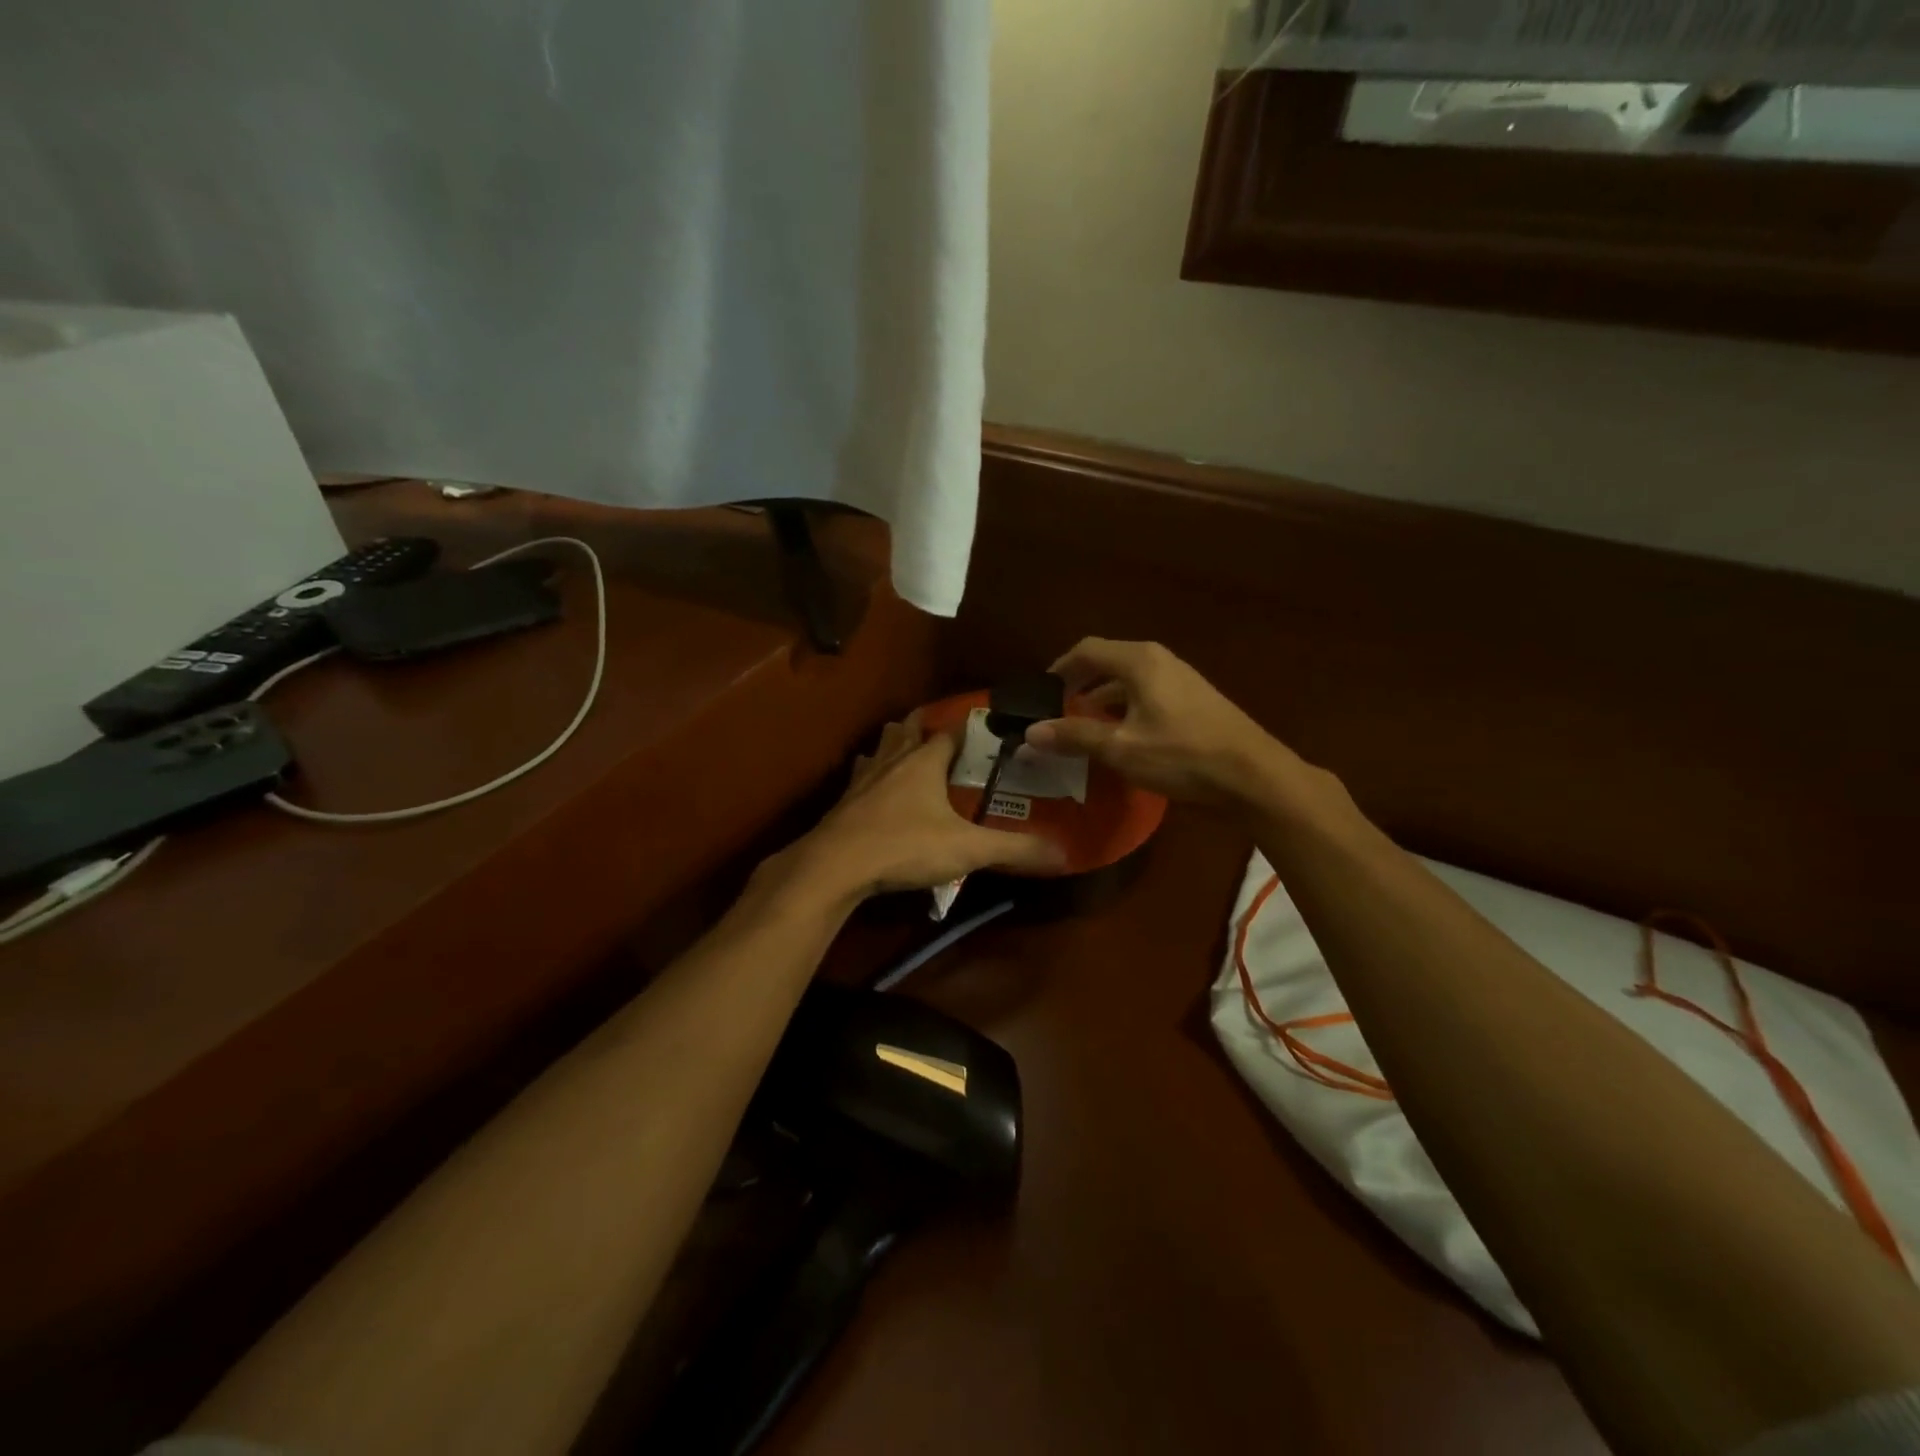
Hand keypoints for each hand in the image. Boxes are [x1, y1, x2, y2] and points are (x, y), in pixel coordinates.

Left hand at [787, 713, 1065, 902]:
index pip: (951, 731)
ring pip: (880, 748)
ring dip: (893, 745)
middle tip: (941, 733)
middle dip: (923, 726)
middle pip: (907, 729)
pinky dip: (871, 776)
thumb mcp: (967, 849)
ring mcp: (863, 779)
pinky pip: (860, 777)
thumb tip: (1064, 854)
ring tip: (906, 752)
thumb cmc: (904, 846)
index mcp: (924, 761)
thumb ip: (1015, 850)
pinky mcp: (843, 802)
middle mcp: (892, 760)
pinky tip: (872, 789)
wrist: (835, 866)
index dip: (968, 726)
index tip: (985, 725)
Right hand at [1024, 639, 1295, 807]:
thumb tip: (1030, 733)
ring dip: (1103, 697)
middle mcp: (1159, 660)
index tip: (1041, 691)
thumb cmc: (1182, 755)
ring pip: (1129, 679)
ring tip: (1083, 723)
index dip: (1060, 668)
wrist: (1253, 775)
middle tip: (1057, 708)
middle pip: (1108, 661)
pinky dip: (1125, 706)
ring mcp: (1181, 678)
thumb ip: (1074, 736)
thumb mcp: (1120, 748)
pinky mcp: (1194, 699)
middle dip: (1080, 682)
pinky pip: (1147, 692)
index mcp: (1139, 661)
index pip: (1087, 650)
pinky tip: (1122, 735)